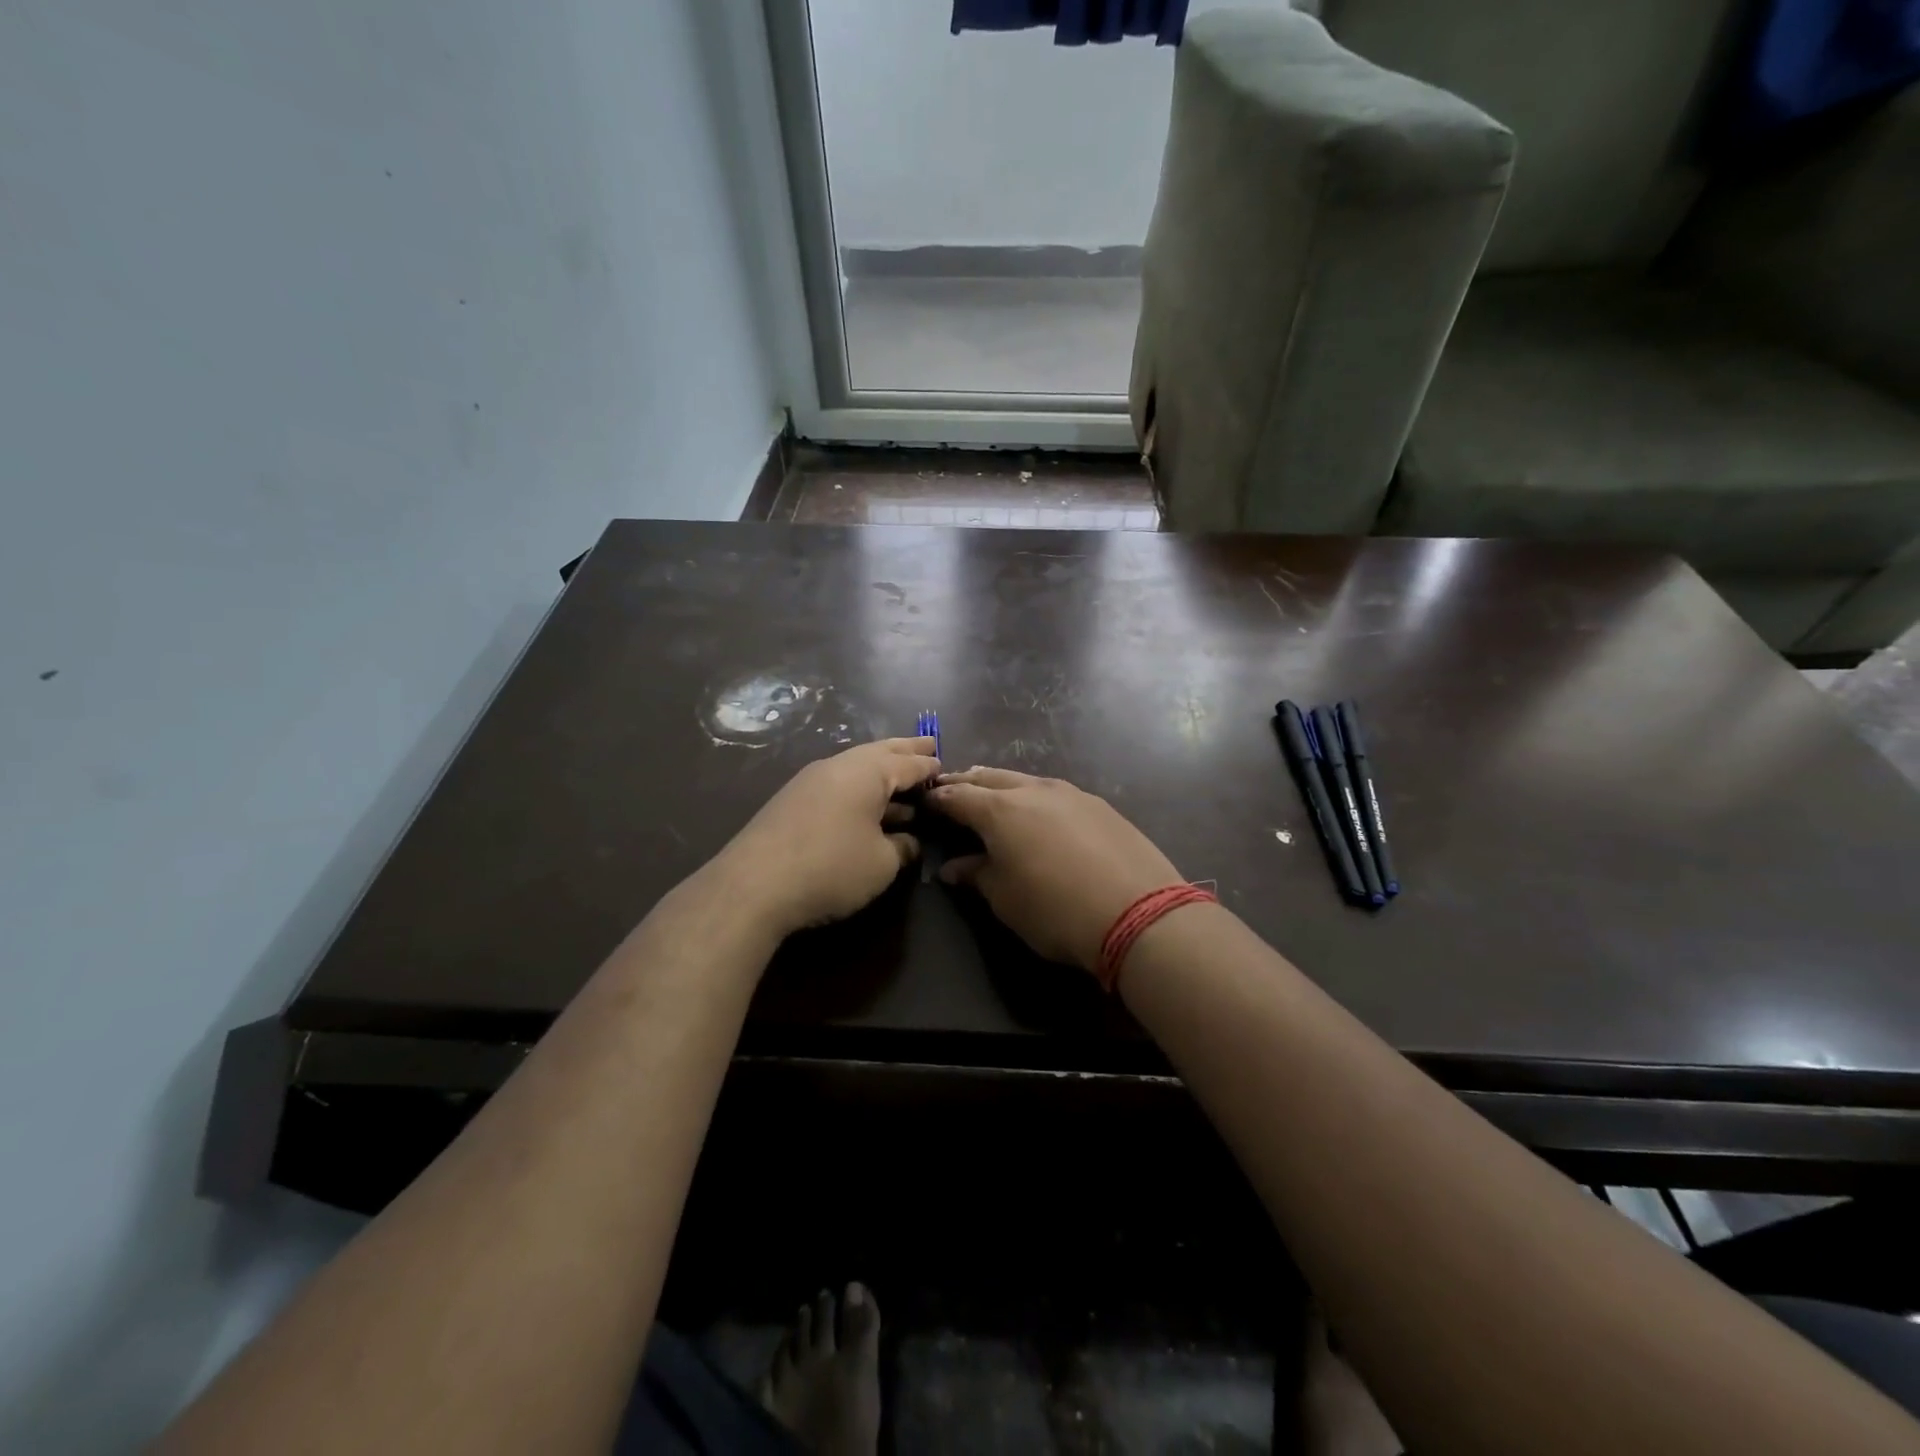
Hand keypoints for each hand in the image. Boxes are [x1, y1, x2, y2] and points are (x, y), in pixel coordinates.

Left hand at [715, 737, 940, 938]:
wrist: (754, 885)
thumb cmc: (831, 867)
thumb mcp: (882, 863)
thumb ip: (902, 848)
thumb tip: (908, 841)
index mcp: (867, 772)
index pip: (908, 763)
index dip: (929, 766)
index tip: (945, 765)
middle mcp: (838, 766)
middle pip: (880, 753)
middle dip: (905, 751)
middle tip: (928, 746)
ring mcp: (810, 781)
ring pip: (856, 769)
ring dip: (882, 774)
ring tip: (904, 783)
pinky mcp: (792, 802)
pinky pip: (838, 785)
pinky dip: (860, 790)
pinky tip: (866, 808)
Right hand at [927, 767, 1185, 972]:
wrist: (1139, 913)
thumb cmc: (1056, 911)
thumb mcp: (1006, 899)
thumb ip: (977, 875)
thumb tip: (953, 867)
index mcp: (1001, 810)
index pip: (958, 796)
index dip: (938, 799)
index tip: (926, 801)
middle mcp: (1033, 790)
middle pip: (990, 778)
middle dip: (967, 783)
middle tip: (952, 789)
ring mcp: (1071, 793)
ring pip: (1025, 780)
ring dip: (1002, 786)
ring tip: (992, 796)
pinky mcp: (1099, 805)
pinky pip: (1055, 792)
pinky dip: (1035, 796)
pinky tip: (1040, 813)